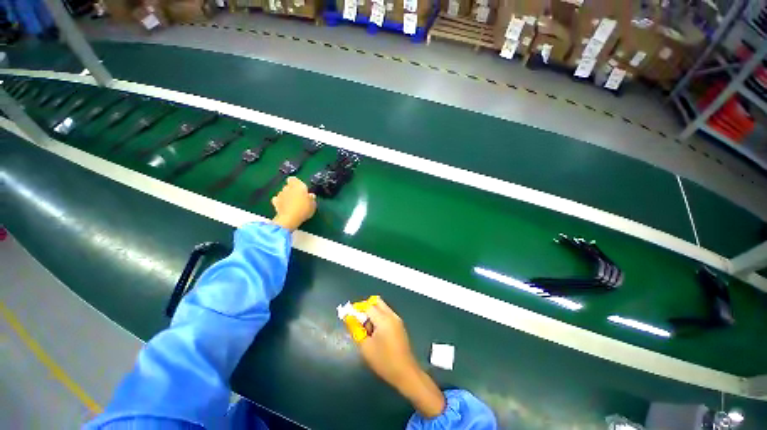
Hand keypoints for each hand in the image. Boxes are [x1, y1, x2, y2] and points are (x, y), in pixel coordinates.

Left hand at [271, 177, 315, 230]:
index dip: (296, 183)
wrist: (290, 219)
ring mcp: (280, 194)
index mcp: (298, 186)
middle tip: (298, 198)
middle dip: (292, 190)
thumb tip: (310, 195)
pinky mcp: (275, 202)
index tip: (301, 189)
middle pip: (289, 186)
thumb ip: (311, 198)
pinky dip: (280, 202)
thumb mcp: (313, 205)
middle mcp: (288, 187)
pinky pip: (277, 199)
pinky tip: (284, 207)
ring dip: (286, 196)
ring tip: (292, 204)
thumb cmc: (304, 209)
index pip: (294, 179)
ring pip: (283, 192)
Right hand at [359, 300, 445, 417]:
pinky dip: (378, 317)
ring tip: (366, 330)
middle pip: (377, 302)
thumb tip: (348, 318)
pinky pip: (386, 314)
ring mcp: (397, 319)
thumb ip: (356, 330)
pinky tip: (375, 333)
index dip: (357, 308)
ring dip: (372, 313)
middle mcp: (391, 315)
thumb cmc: (384, 361)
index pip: (368, 306)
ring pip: (382, 307)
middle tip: (357, 320)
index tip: (348, 315)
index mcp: (383, 319)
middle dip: (365, 307)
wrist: (405, 373)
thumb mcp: (366, 347)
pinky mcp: (399, 325)